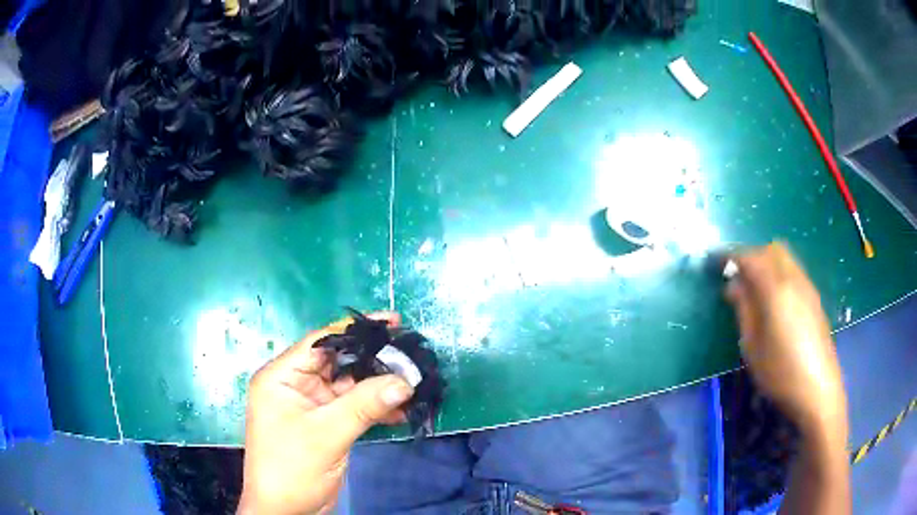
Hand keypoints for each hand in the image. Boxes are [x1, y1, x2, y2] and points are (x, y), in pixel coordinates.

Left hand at [238, 312, 413, 514]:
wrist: (286, 511)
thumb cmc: (292, 468)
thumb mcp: (326, 433)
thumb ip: (365, 404)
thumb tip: (405, 380)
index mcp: (282, 376)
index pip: (320, 342)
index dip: (355, 329)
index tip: (392, 322)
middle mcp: (296, 386)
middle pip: (339, 363)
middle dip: (374, 361)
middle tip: (410, 355)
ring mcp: (313, 406)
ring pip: (351, 386)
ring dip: (379, 386)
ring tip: (413, 382)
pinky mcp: (327, 424)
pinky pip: (355, 408)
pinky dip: (377, 408)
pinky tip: (402, 410)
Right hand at [725, 243, 846, 435]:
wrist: (818, 388)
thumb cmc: (780, 371)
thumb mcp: (752, 346)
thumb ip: (743, 309)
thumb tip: (733, 285)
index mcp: (775, 289)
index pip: (750, 258)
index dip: (731, 256)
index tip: (716, 263)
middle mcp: (793, 278)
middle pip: (771, 249)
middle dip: (752, 256)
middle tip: (738, 277)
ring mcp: (807, 286)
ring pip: (785, 258)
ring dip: (767, 263)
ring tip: (755, 289)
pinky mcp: (814, 298)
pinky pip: (794, 271)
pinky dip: (779, 273)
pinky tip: (775, 300)